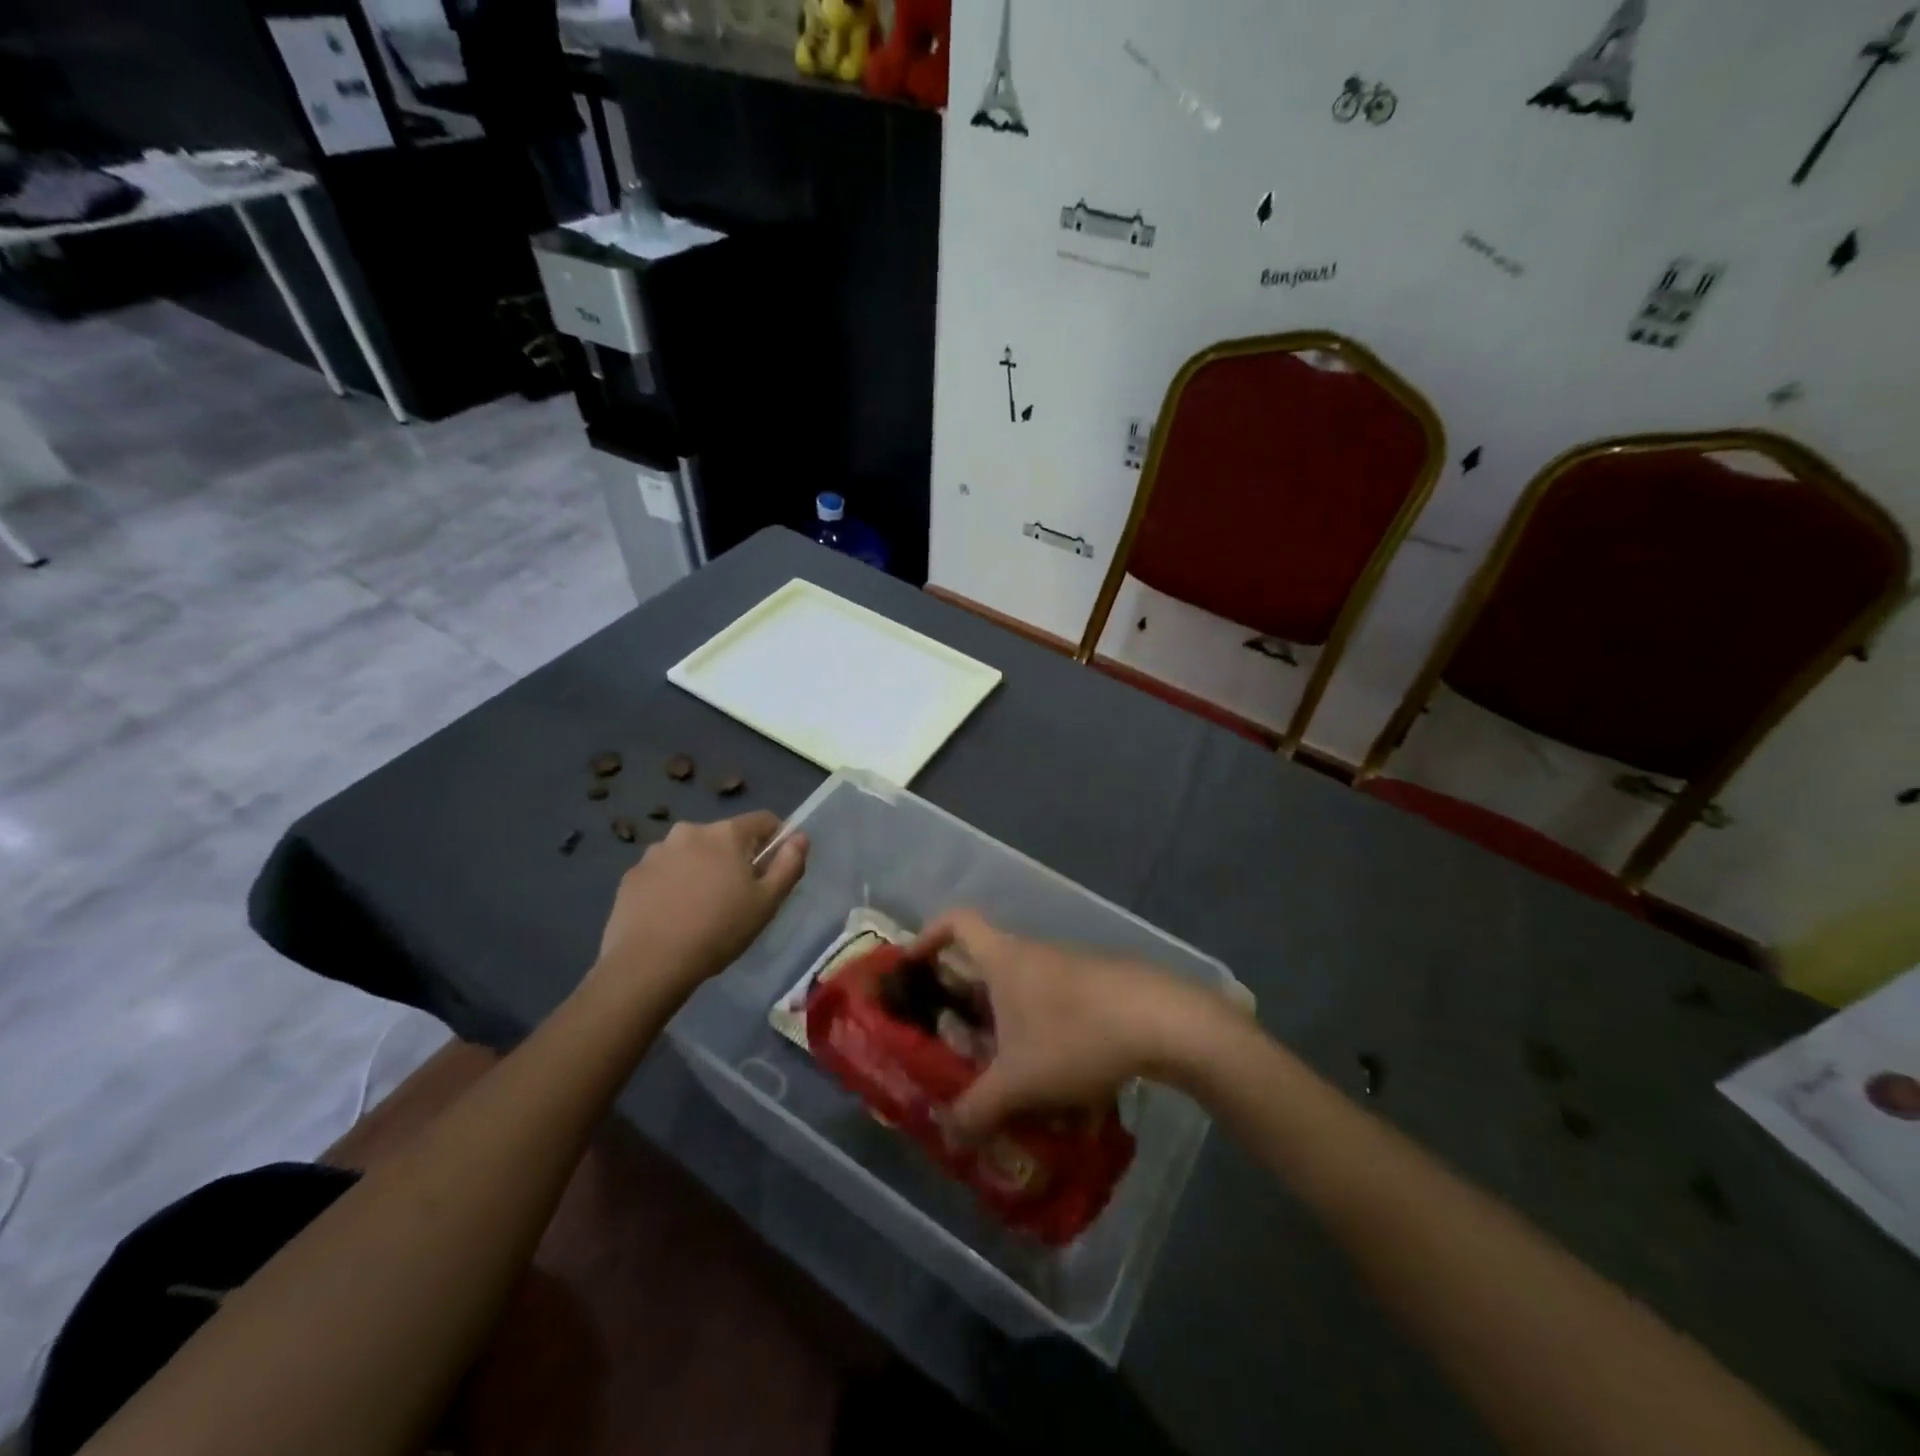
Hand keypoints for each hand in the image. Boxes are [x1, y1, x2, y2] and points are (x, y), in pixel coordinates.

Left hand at [594, 812, 807, 998]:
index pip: (763, 820)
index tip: (772, 870)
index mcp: (726, 833)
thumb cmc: (718, 930)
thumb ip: (789, 864)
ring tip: (699, 909)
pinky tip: (672, 916)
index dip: (774, 841)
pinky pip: (662, 873)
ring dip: (700, 870)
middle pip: (724, 837)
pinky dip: (672, 885)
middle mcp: (689, 831)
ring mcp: (655, 852)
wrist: (649, 964)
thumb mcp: (767, 902)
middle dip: (734, 858)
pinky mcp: (631, 875)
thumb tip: (800, 837)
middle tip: (736, 897)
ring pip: (691, 854)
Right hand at [906, 910, 1240, 1138]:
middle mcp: (1033, 952)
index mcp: (1004, 958)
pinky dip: (1046, 1035)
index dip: (929, 936)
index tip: (914, 966)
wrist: (1165, 1021)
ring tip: (1006, 1074)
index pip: (957, 922)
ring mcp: (1070, 966)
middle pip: (987, 963)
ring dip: (1010, 1026)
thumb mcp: (1019, 1082)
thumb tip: (948, 1131)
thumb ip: (976, 1108)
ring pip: (1025, 990)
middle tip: (955, 1042)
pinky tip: (1060, 1082)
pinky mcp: (1100, 985)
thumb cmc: (1077, 1036)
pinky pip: (1057, 1005)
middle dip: (967, 1002)